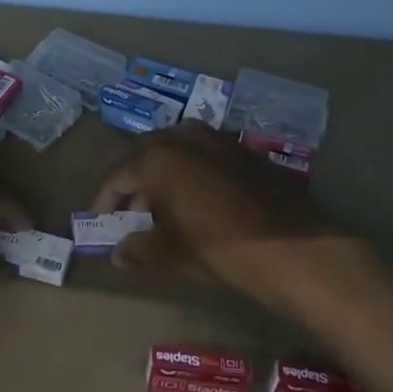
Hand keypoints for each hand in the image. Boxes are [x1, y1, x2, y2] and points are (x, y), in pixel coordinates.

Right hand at [90, 122, 342, 301]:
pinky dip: (192, 172)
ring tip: (164, 208)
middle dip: (136, 182)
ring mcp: (218, 139)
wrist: (293, 249)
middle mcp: (185, 137)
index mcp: (159, 158)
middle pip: (147, 155)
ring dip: (165, 173)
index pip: (119, 175)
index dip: (105, 199)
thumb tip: (118, 254)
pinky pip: (205, 154)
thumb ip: (140, 248)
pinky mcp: (245, 151)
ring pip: (178, 150)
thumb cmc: (220, 249)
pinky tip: (199, 200)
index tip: (99, 219)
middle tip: (132, 213)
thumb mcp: (173, 253)